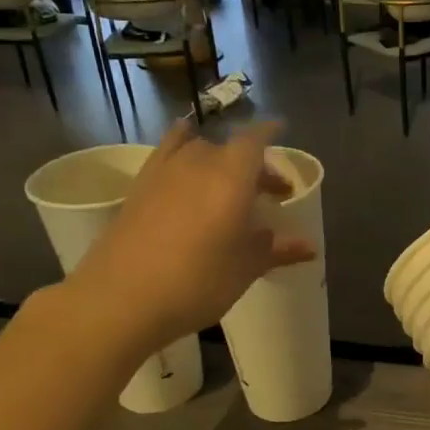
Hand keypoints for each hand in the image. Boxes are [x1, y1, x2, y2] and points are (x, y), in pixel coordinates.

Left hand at [63, 120, 315, 352]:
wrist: (121, 298)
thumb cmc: (196, 282)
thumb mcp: (245, 268)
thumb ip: (277, 250)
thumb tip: (309, 246)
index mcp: (232, 177)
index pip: (255, 140)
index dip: (270, 132)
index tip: (282, 131)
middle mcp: (198, 163)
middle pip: (230, 149)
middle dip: (253, 163)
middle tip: (268, 192)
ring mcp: (163, 172)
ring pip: (198, 151)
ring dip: (219, 161)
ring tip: (229, 185)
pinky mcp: (139, 187)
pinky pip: (166, 155)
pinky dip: (180, 151)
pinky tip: (184, 163)